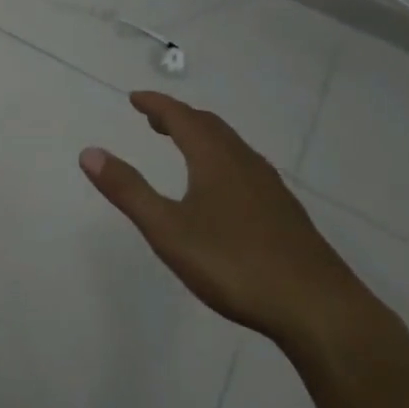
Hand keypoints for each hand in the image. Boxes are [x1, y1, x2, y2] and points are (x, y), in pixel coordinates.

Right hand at [81, 91, 384, 356]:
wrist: (319, 309)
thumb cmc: (235, 264)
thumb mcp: (169, 230)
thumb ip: (128, 191)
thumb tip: (89, 152)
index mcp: (215, 158)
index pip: (180, 116)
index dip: (155, 104)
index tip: (135, 98)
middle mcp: (244, 162)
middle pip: (209, 126)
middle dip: (179, 117)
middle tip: (154, 120)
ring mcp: (270, 187)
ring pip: (231, 146)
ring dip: (203, 138)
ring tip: (185, 148)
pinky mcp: (286, 213)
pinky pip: (246, 167)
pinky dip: (223, 160)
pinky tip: (224, 191)